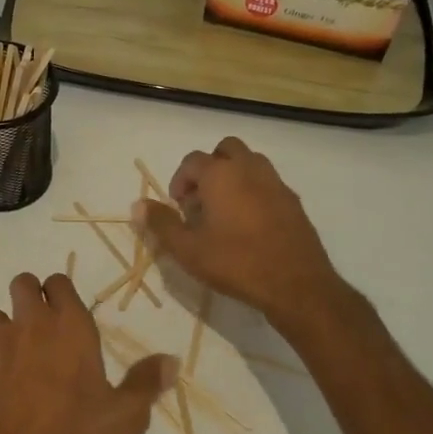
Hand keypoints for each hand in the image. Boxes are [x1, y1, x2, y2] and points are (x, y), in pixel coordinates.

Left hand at [0, 272, 177, 433]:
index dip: (60, 294)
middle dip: (28, 298)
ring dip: (4, 332)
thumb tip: (172, 361)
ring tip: (14, 365)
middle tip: (38, 329)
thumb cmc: (75, 433)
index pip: (59, 283)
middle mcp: (29, 322)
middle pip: (22, 284)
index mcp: (69, 325)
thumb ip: (146, 383)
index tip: (65, 313)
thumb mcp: (125, 415)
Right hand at [133, 136, 341, 327]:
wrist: (295, 283)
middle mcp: (249, 169)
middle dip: (210, 168)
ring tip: (224, 210)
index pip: (192, 161)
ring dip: (233, 176)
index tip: (178, 206)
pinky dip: (253, 191)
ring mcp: (275, 183)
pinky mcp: (293, 201)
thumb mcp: (187, 249)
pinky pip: (268, 183)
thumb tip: (137, 205)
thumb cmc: (235, 263)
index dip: (180, 180)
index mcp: (221, 175)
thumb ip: (161, 223)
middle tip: (201, 200)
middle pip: (226, 150)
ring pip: (250, 162)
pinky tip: (249, 224)